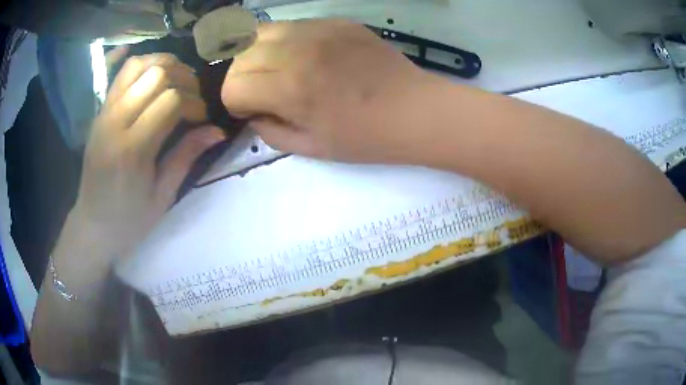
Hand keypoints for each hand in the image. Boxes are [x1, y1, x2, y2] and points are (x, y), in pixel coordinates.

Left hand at [72, 53, 224, 260]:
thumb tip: (218, 130)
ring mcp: (104, 113)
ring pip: (138, 65)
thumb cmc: (129, 220)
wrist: (93, 225)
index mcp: (132, 150)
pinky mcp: (100, 112)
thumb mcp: (162, 196)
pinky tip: (157, 75)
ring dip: (164, 65)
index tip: (203, 117)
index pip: (171, 101)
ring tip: (178, 80)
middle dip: (184, 79)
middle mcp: (115, 123)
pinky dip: (143, 65)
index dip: (195, 102)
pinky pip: (121, 74)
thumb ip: (186, 156)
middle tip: (193, 97)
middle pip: (156, 75)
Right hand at [222, 19, 435, 162]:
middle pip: (240, 55)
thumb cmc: (366, 137)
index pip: (232, 85)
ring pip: (260, 32)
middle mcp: (297, 50)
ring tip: (272, 70)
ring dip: (256, 54)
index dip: (234, 102)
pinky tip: (300, 55)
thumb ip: (270, 132)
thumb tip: (253, 113)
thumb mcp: (311, 148)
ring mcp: (318, 29)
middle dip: (240, 77)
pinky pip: (292, 25)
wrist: (415, 110)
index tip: (249, 109)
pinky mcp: (335, 21)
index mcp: (290, 87)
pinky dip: (283, 41)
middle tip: (257, 90)